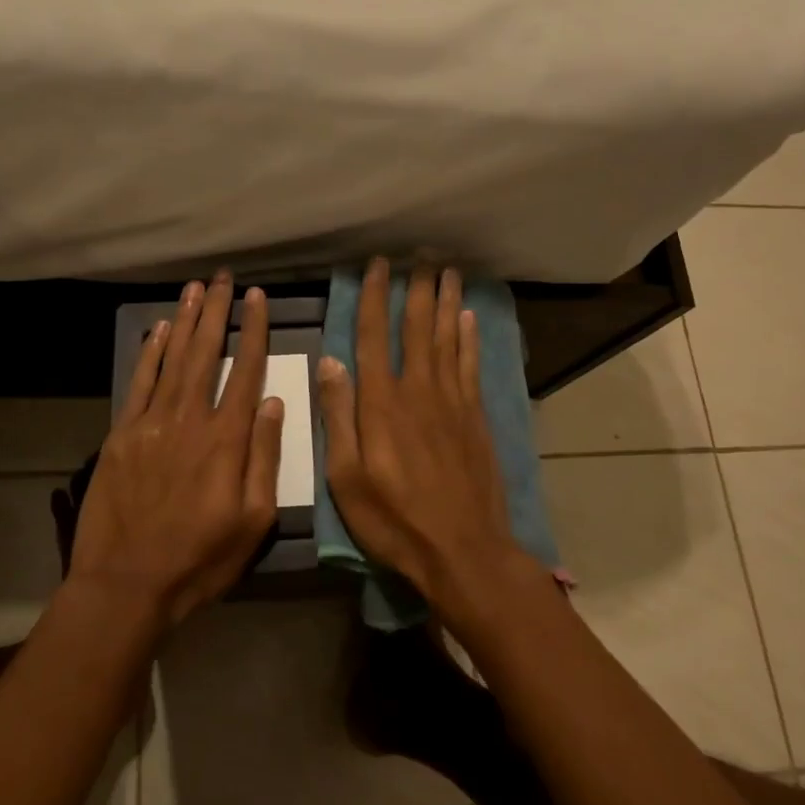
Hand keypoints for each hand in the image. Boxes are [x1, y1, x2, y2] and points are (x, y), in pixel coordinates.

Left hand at [67, 272, 284, 627]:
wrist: (126, 584)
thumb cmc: (200, 559)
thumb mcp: (253, 521)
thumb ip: (264, 457)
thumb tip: (273, 402)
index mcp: (226, 440)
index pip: (245, 371)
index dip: (254, 331)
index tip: (259, 298)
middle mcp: (190, 419)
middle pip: (206, 353)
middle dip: (218, 312)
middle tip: (224, 278)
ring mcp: (151, 424)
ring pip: (173, 359)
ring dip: (185, 321)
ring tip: (196, 288)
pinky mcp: (122, 435)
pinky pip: (139, 383)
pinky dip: (149, 353)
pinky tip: (158, 329)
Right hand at [315, 259, 519, 606]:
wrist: (463, 550)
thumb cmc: (394, 520)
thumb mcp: (346, 478)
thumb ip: (338, 416)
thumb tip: (329, 360)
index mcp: (380, 403)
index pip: (372, 337)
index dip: (373, 298)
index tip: (376, 266)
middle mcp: (417, 390)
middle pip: (415, 328)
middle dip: (414, 289)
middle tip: (418, 255)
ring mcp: (451, 402)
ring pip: (446, 339)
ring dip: (445, 302)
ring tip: (446, 270)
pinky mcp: (475, 417)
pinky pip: (470, 366)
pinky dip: (468, 338)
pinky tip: (467, 318)